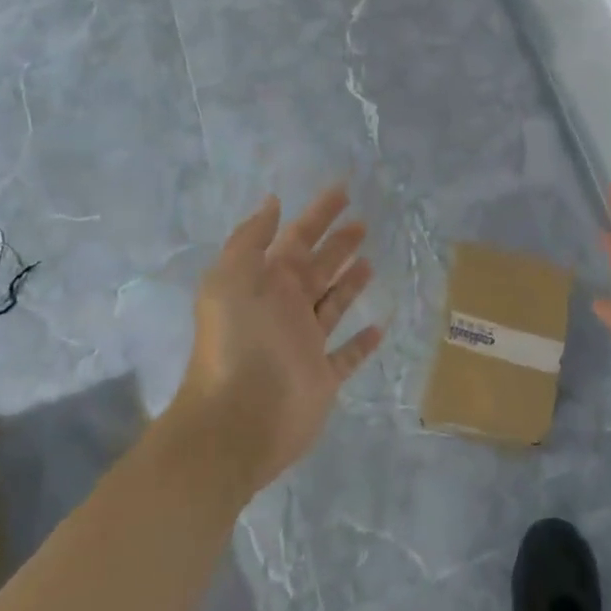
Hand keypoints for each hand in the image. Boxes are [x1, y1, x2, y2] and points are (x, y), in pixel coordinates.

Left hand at [174, 186, 383, 495]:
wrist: (238, 419)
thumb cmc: (238, 342)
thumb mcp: (231, 278)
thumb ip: (251, 239)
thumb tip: (273, 203)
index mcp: (265, 283)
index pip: (296, 238)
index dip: (318, 214)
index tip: (343, 191)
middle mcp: (285, 309)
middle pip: (317, 268)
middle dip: (338, 244)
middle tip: (363, 223)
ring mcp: (304, 344)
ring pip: (332, 306)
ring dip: (349, 284)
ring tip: (370, 262)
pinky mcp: (322, 378)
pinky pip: (346, 356)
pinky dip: (361, 343)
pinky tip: (379, 328)